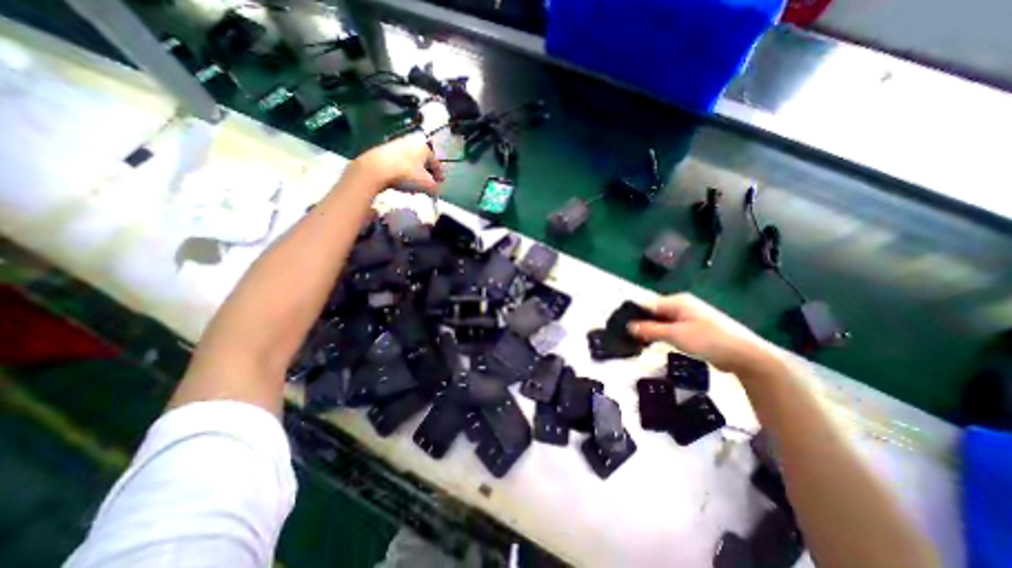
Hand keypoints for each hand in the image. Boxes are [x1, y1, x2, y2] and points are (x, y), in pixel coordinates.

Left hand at [349, 130, 443, 194]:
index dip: (439, 175)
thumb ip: (436, 188)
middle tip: (428, 185)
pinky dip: (404, 171)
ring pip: (412, 161)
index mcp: (425, 147)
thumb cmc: (407, 175)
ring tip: (415, 184)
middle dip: (427, 173)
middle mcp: (412, 142)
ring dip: (415, 172)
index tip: (440, 185)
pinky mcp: (384, 150)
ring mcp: (397, 144)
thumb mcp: (427, 185)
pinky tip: (402, 180)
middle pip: (424, 160)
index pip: (437, 163)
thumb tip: (436, 189)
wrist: (375, 169)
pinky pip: (400, 162)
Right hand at [630, 292, 776, 371]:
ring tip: (640, 344)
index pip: (648, 305)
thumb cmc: (708, 340)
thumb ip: (650, 330)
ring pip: (663, 322)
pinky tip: (656, 344)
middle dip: (643, 325)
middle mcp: (682, 306)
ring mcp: (689, 317)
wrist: (744, 355)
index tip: (623, 329)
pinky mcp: (694, 329)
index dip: (634, 316)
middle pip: (655, 313)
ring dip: (652, 332)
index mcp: (677, 301)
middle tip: (630, 339)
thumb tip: (629, 326)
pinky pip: (673, 329)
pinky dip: (663, 335)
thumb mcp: (675, 334)